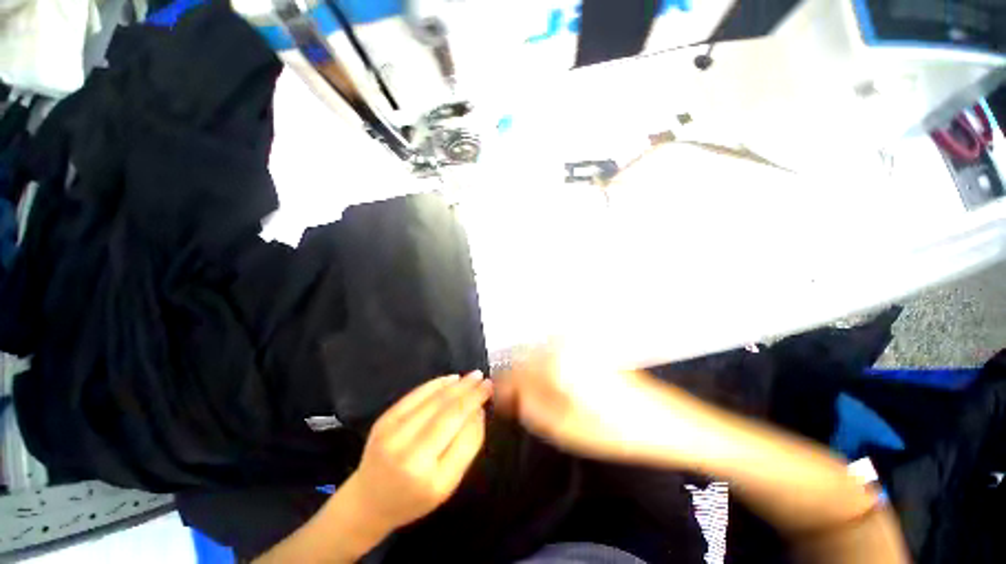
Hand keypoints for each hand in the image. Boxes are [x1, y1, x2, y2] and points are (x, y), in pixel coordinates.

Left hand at [347, 372, 491, 532]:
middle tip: (485, 380)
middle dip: (469, 392)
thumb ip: (466, 448)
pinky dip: (435, 384)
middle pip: (447, 413)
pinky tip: (450, 379)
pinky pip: (414, 396)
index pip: (462, 435)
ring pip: (432, 401)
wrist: (368, 503)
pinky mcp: (383, 421)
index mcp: (430, 478)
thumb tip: (478, 411)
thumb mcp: (447, 485)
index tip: (489, 392)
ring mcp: (392, 435)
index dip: (476, 408)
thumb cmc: (413, 499)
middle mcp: (409, 454)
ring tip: (473, 376)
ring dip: (456, 386)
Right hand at [495, 346, 697, 464]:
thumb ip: (529, 408)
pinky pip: (557, 358)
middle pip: (527, 362)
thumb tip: (510, 396)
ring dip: (534, 378)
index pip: (515, 372)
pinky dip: (549, 373)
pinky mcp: (587, 348)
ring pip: (541, 359)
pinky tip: (554, 390)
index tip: (498, 402)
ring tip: (536, 401)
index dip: (503, 389)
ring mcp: (576, 344)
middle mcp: (563, 345)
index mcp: (554, 363)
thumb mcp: (563, 428)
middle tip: (517, 405)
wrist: (662, 420)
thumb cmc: (614, 429)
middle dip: (518, 383)